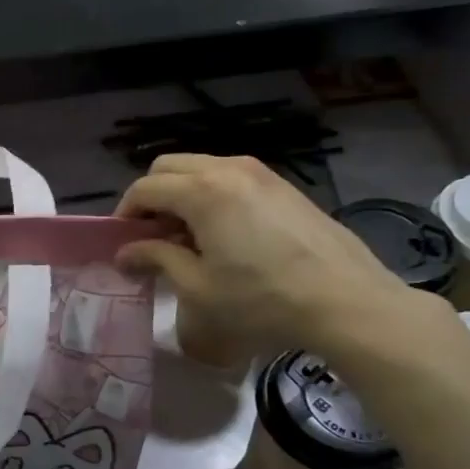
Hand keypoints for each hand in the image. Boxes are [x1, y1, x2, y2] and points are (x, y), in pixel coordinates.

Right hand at [115, 154, 432, 366]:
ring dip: (182, 194)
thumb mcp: (197, 287)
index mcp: (202, 191)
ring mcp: (262, 173)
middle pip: (169, 167)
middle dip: (151, 197)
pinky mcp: (284, 186)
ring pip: (202, 168)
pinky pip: (231, 177)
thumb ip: (156, 260)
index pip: (145, 188)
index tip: (123, 244)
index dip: (125, 214)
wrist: (346, 301)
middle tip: (152, 236)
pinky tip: (224, 234)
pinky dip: (212, 194)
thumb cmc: (261, 300)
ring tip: (187, 236)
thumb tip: (125, 253)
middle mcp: (228, 169)